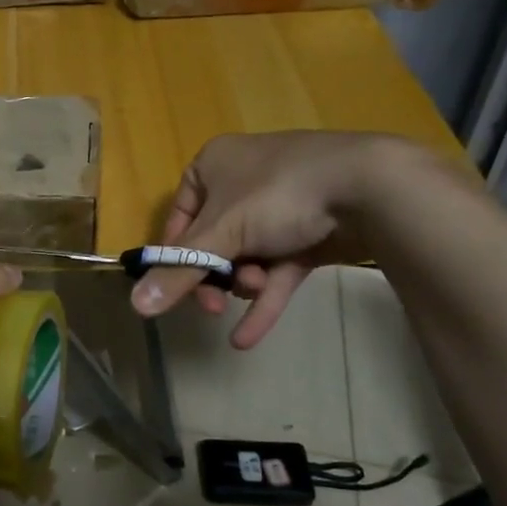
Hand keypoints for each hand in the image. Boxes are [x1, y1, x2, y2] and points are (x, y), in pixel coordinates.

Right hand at [130, 132, 426, 347]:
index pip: (179, 220)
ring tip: (257, 289)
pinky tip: (248, 339)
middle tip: (214, 304)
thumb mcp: (222, 234)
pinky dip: (265, 300)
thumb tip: (136, 306)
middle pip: (213, 243)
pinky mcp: (311, 232)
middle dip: (216, 276)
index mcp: (214, 166)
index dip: (175, 258)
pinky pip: (279, 268)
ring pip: (247, 257)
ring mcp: (281, 206)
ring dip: (245, 283)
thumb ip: (178, 273)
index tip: (175, 290)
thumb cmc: (278, 195)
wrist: (371, 185)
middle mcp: (243, 181)